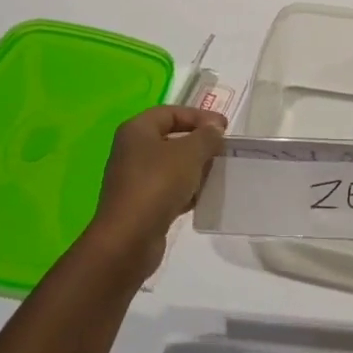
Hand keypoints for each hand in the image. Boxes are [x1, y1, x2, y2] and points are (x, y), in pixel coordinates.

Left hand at [81, 105, 225, 276]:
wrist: (128, 240)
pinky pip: (167, 189)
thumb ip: (206, 136)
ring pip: (171, 165)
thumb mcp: (189, 153)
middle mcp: (132, 150)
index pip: (171, 112)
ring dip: (194, 168)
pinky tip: (201, 198)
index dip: (199, 116)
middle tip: (222, 151)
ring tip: (217, 174)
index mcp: (137, 130)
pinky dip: (185, 190)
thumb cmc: (157, 184)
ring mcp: (134, 178)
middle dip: (198, 143)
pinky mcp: (140, 204)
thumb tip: (214, 128)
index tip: (224, 128)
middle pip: (171, 138)